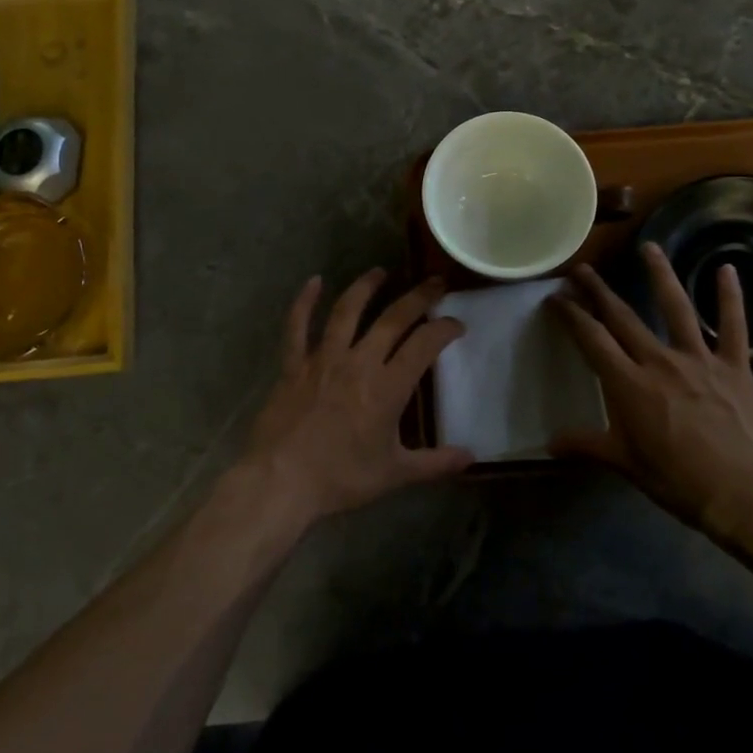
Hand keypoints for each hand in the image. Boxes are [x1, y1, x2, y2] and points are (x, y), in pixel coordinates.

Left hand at [241, 269, 473, 526]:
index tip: (456, 324)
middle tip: (435, 282)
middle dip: (419, 297)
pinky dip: (305, 302)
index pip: (425, 344)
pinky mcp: (293, 364)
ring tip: (380, 271)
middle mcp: (359, 362)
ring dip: (366, 287)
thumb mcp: (395, 474)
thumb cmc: (341, 478)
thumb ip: (435, 463)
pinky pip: (297, 326)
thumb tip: (471, 457)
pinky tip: (314, 281)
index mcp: (388, 387)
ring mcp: (323, 359)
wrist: (281, 481)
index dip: (444, 329)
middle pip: (393, 318)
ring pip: (347, 311)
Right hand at [550, 243, 752, 548]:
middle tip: (582, 269)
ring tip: (648, 247)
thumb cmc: (679, 482)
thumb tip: (548, 444)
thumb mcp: (626, 464)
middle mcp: (660, 361)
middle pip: (623, 316)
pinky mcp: (735, 366)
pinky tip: (727, 269)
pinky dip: (730, 297)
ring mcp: (700, 359)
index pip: (592, 339)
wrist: (746, 496)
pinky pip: (733, 325)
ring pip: (675, 307)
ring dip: (659, 274)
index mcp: (629, 384)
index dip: (571, 315)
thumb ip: (587, 446)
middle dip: (598, 290)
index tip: (556, 298)